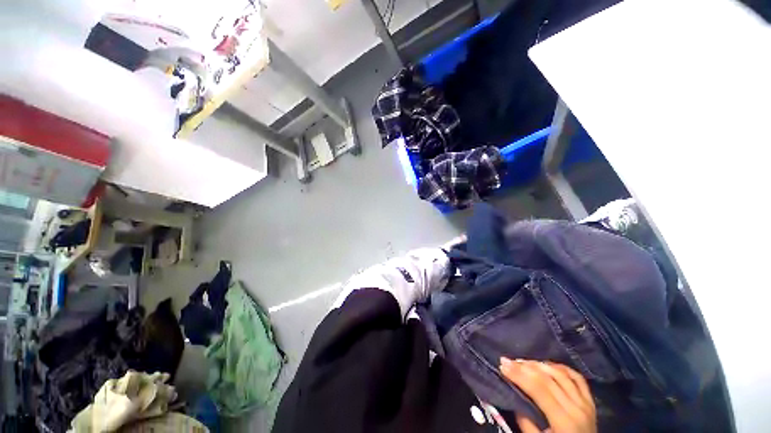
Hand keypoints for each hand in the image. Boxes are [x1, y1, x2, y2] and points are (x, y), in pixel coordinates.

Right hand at [499, 358, 596, 432]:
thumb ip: (526, 422)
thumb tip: (515, 398)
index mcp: (565, 421)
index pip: (539, 389)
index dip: (519, 375)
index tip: (502, 365)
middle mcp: (577, 407)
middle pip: (548, 378)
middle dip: (524, 367)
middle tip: (507, 360)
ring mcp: (586, 403)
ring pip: (561, 374)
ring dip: (539, 364)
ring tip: (523, 362)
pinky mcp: (590, 401)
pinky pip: (576, 377)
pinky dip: (561, 367)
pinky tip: (547, 364)